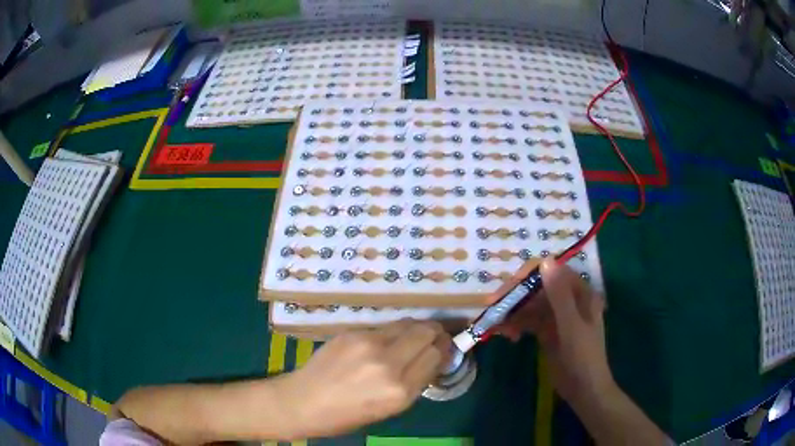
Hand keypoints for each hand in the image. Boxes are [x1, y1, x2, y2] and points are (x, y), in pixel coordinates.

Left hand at [276, 320, 450, 438]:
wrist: (302, 402)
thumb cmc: (346, 416)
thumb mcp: (389, 410)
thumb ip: (413, 383)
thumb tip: (432, 360)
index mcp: (400, 391)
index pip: (436, 356)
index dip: (445, 350)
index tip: (446, 350)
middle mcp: (389, 363)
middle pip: (427, 332)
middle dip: (436, 333)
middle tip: (436, 338)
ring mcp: (369, 343)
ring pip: (407, 324)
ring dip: (417, 329)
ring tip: (414, 337)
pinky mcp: (353, 332)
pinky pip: (384, 326)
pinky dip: (393, 331)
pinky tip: (386, 341)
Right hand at [496, 260, 615, 405]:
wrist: (584, 390)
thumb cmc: (583, 357)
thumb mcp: (571, 325)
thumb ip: (559, 295)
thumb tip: (545, 260)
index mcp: (580, 292)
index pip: (551, 272)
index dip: (528, 277)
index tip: (507, 290)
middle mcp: (568, 299)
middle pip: (537, 288)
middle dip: (515, 297)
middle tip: (493, 307)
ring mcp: (557, 316)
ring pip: (530, 305)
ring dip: (513, 313)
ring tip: (498, 329)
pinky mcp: (547, 331)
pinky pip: (529, 321)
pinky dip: (517, 325)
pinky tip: (508, 336)